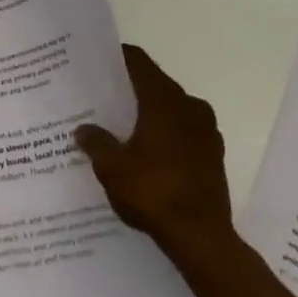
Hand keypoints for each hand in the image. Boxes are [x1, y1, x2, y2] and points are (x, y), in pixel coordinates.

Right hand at [76, 45, 234, 266]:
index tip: (97, 61)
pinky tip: (147, 154)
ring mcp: (207, 132)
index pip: (139, 62)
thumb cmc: (154, 192)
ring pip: (172, 110)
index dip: (118, 57)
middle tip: (103, 97)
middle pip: (156, 84)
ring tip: (122, 127)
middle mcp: (189, 106)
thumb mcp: (112, 167)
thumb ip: (96, 142)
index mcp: (164, 99)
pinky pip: (184, 133)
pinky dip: (166, 136)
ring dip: (150, 114)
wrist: (202, 239)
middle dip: (131, 89)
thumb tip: (83, 129)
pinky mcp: (214, 157)